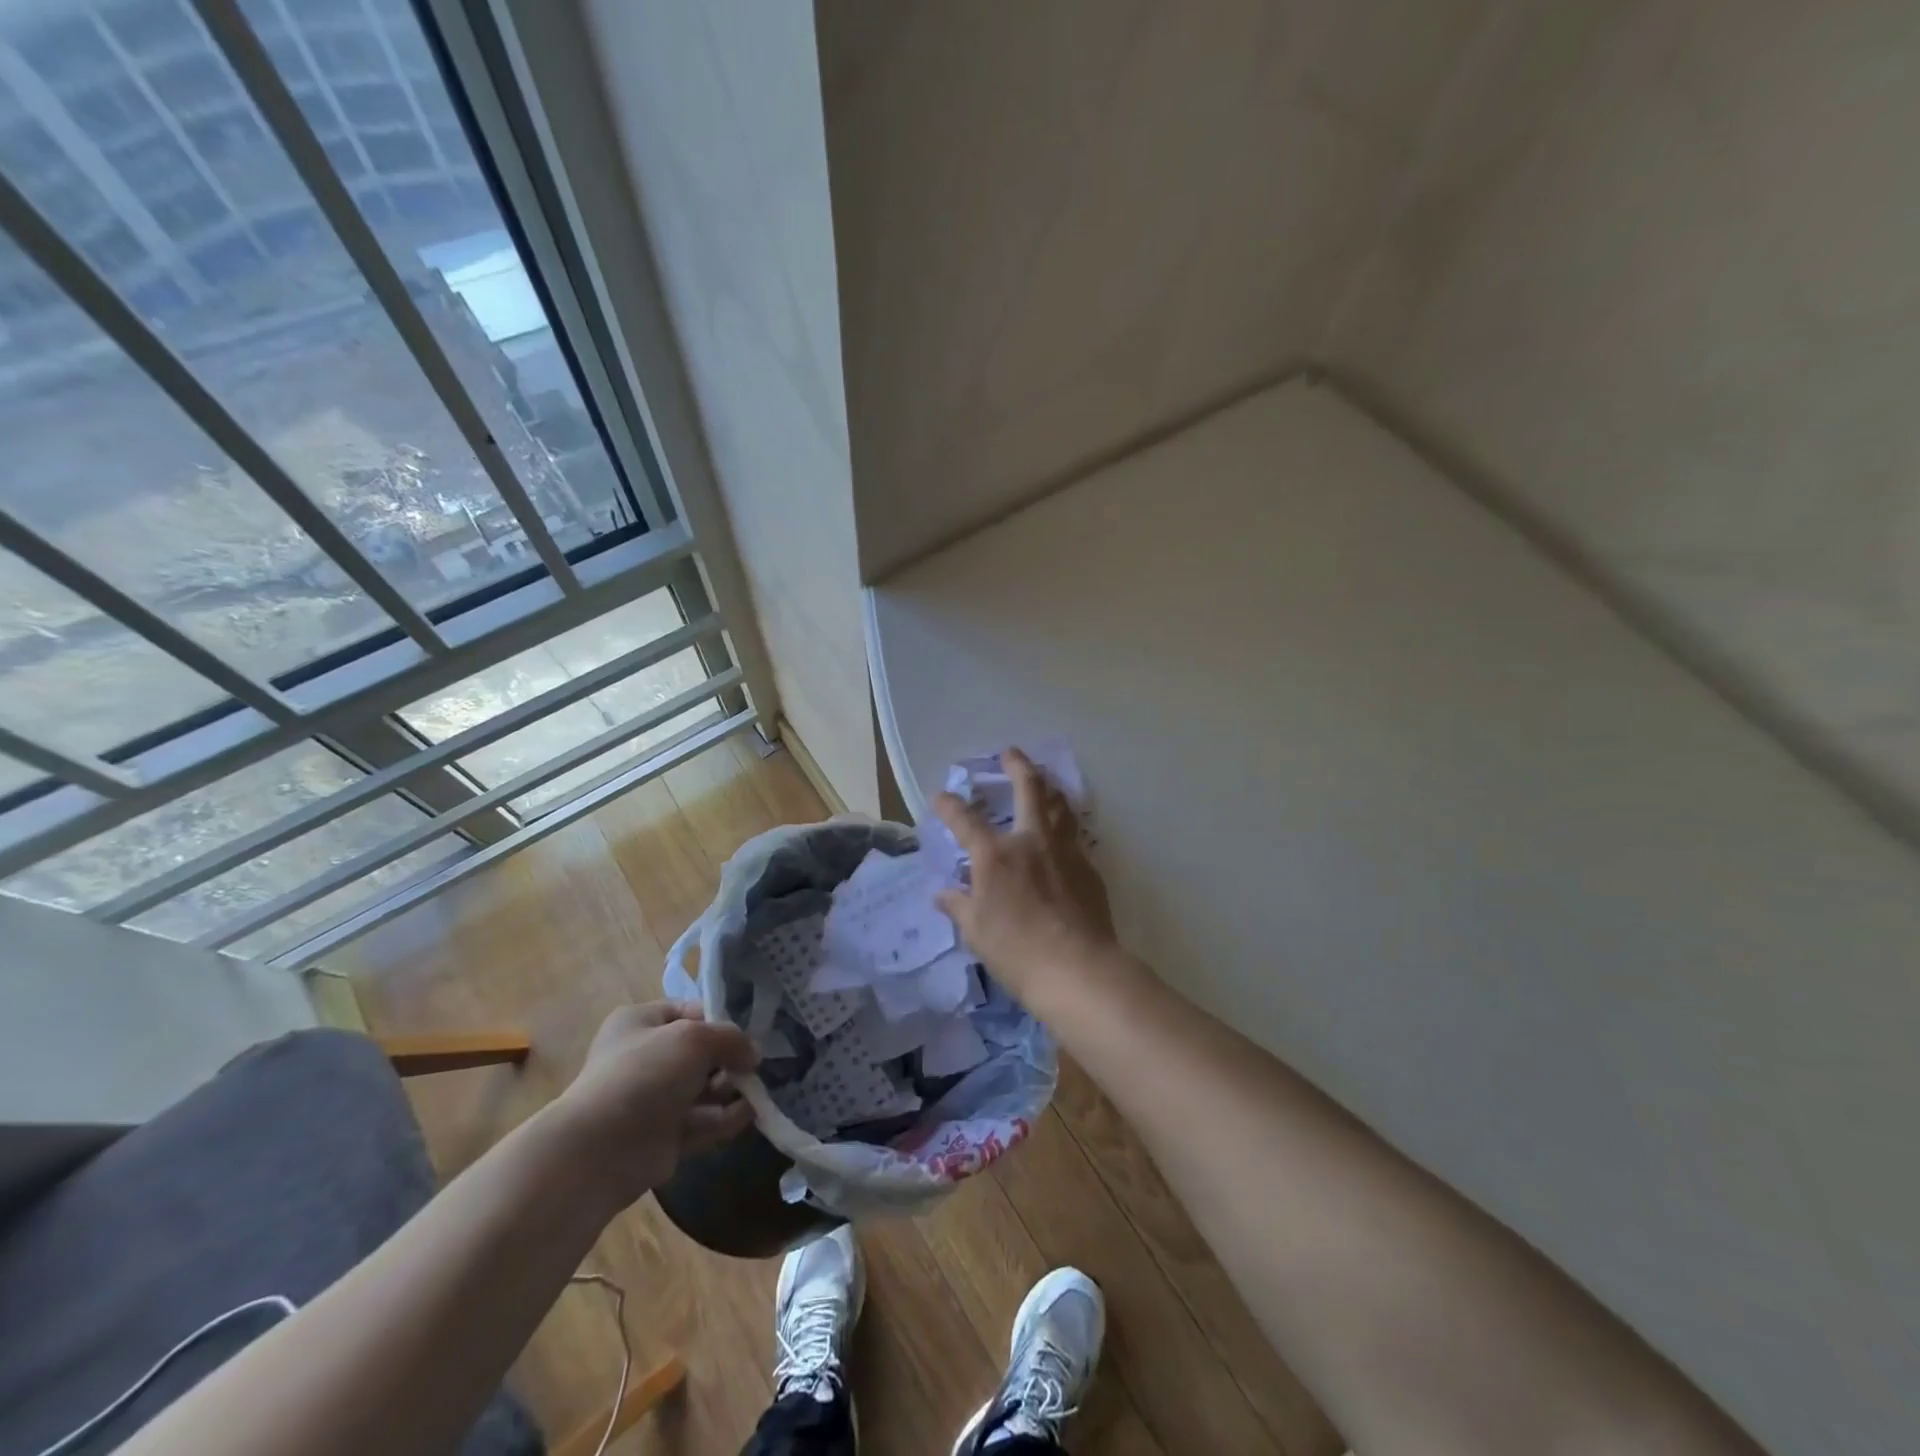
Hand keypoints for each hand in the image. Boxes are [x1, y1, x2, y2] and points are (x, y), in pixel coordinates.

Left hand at [550, 1001, 757, 1209]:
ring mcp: (654, 1099)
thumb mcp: (694, 1037)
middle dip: (728, 1059)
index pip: (689, 1011)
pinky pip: (703, 1121)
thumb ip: (731, 1038)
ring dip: (730, 1088)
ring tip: (751, 1091)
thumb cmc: (646, 1074)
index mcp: (640, 1022)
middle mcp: (645, 1057)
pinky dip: (726, 1117)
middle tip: (747, 1067)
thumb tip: (753, 1053)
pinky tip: (750, 1113)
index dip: (719, 1019)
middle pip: (701, 1052)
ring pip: (704, 1088)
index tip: (745, 1033)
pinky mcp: (664, 1136)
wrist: (602, 1149)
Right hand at [934, 746, 1123, 1007]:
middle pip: (1028, 789)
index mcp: (995, 855)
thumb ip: (959, 906)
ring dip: (1049, 788)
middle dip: (1017, 765)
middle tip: (1010, 753)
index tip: (940, 795)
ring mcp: (1064, 851)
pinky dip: (1065, 826)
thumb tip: (942, 894)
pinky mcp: (1088, 867)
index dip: (949, 805)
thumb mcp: (976, 931)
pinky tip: (1063, 834)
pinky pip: (1074, 835)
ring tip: (1044, 781)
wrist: (1077, 968)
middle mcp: (1031, 841)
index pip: (965, 820)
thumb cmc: (1016, 951)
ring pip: (1060, 805)